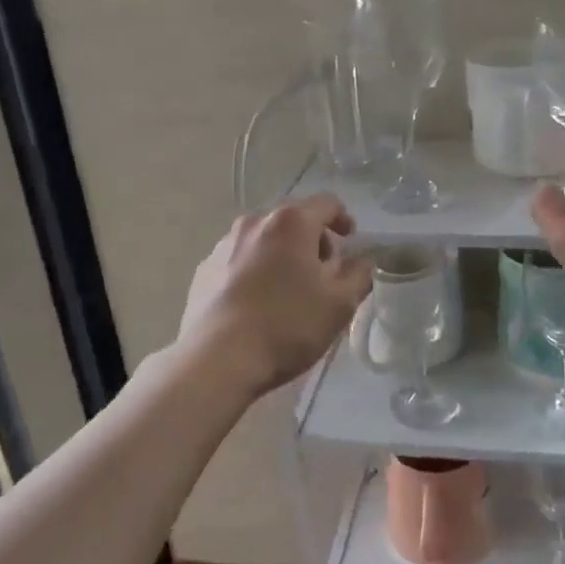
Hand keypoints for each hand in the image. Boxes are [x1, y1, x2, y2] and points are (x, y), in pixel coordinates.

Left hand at [178, 194, 373, 397]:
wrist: (216, 359)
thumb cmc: (286, 325)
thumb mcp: (339, 305)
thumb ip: (358, 275)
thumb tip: (361, 261)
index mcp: (291, 222)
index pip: (327, 203)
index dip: (343, 219)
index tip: (350, 241)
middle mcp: (255, 222)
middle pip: (293, 220)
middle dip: (312, 240)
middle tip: (323, 273)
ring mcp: (224, 244)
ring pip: (264, 240)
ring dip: (281, 255)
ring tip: (288, 290)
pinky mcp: (203, 270)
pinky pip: (239, 260)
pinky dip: (254, 271)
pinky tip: (257, 304)